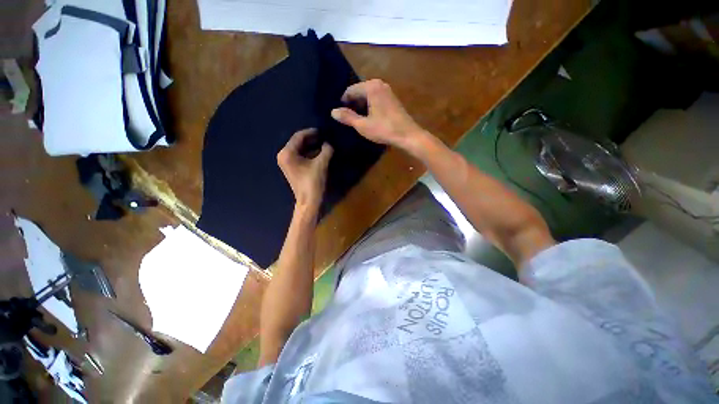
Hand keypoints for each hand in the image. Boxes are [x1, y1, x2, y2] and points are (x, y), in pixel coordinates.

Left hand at [277, 128, 333, 209]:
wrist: (308, 202)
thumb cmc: (313, 182)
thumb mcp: (321, 164)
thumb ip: (326, 150)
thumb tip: (329, 144)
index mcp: (287, 153)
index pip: (299, 136)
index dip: (311, 132)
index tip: (323, 130)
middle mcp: (284, 156)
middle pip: (299, 142)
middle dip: (312, 139)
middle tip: (325, 137)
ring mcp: (288, 163)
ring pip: (301, 150)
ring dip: (313, 147)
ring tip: (325, 145)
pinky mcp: (293, 169)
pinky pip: (301, 157)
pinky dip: (310, 154)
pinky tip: (320, 154)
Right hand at [331, 79, 429, 153]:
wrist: (408, 135)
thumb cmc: (384, 129)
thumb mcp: (363, 125)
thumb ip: (347, 117)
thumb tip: (333, 111)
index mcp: (371, 87)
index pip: (350, 90)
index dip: (343, 102)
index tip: (339, 114)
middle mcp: (379, 84)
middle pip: (359, 92)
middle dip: (352, 104)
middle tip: (346, 118)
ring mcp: (387, 91)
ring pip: (368, 96)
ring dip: (360, 106)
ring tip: (355, 120)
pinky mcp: (392, 99)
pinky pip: (375, 99)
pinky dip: (369, 107)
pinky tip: (367, 118)